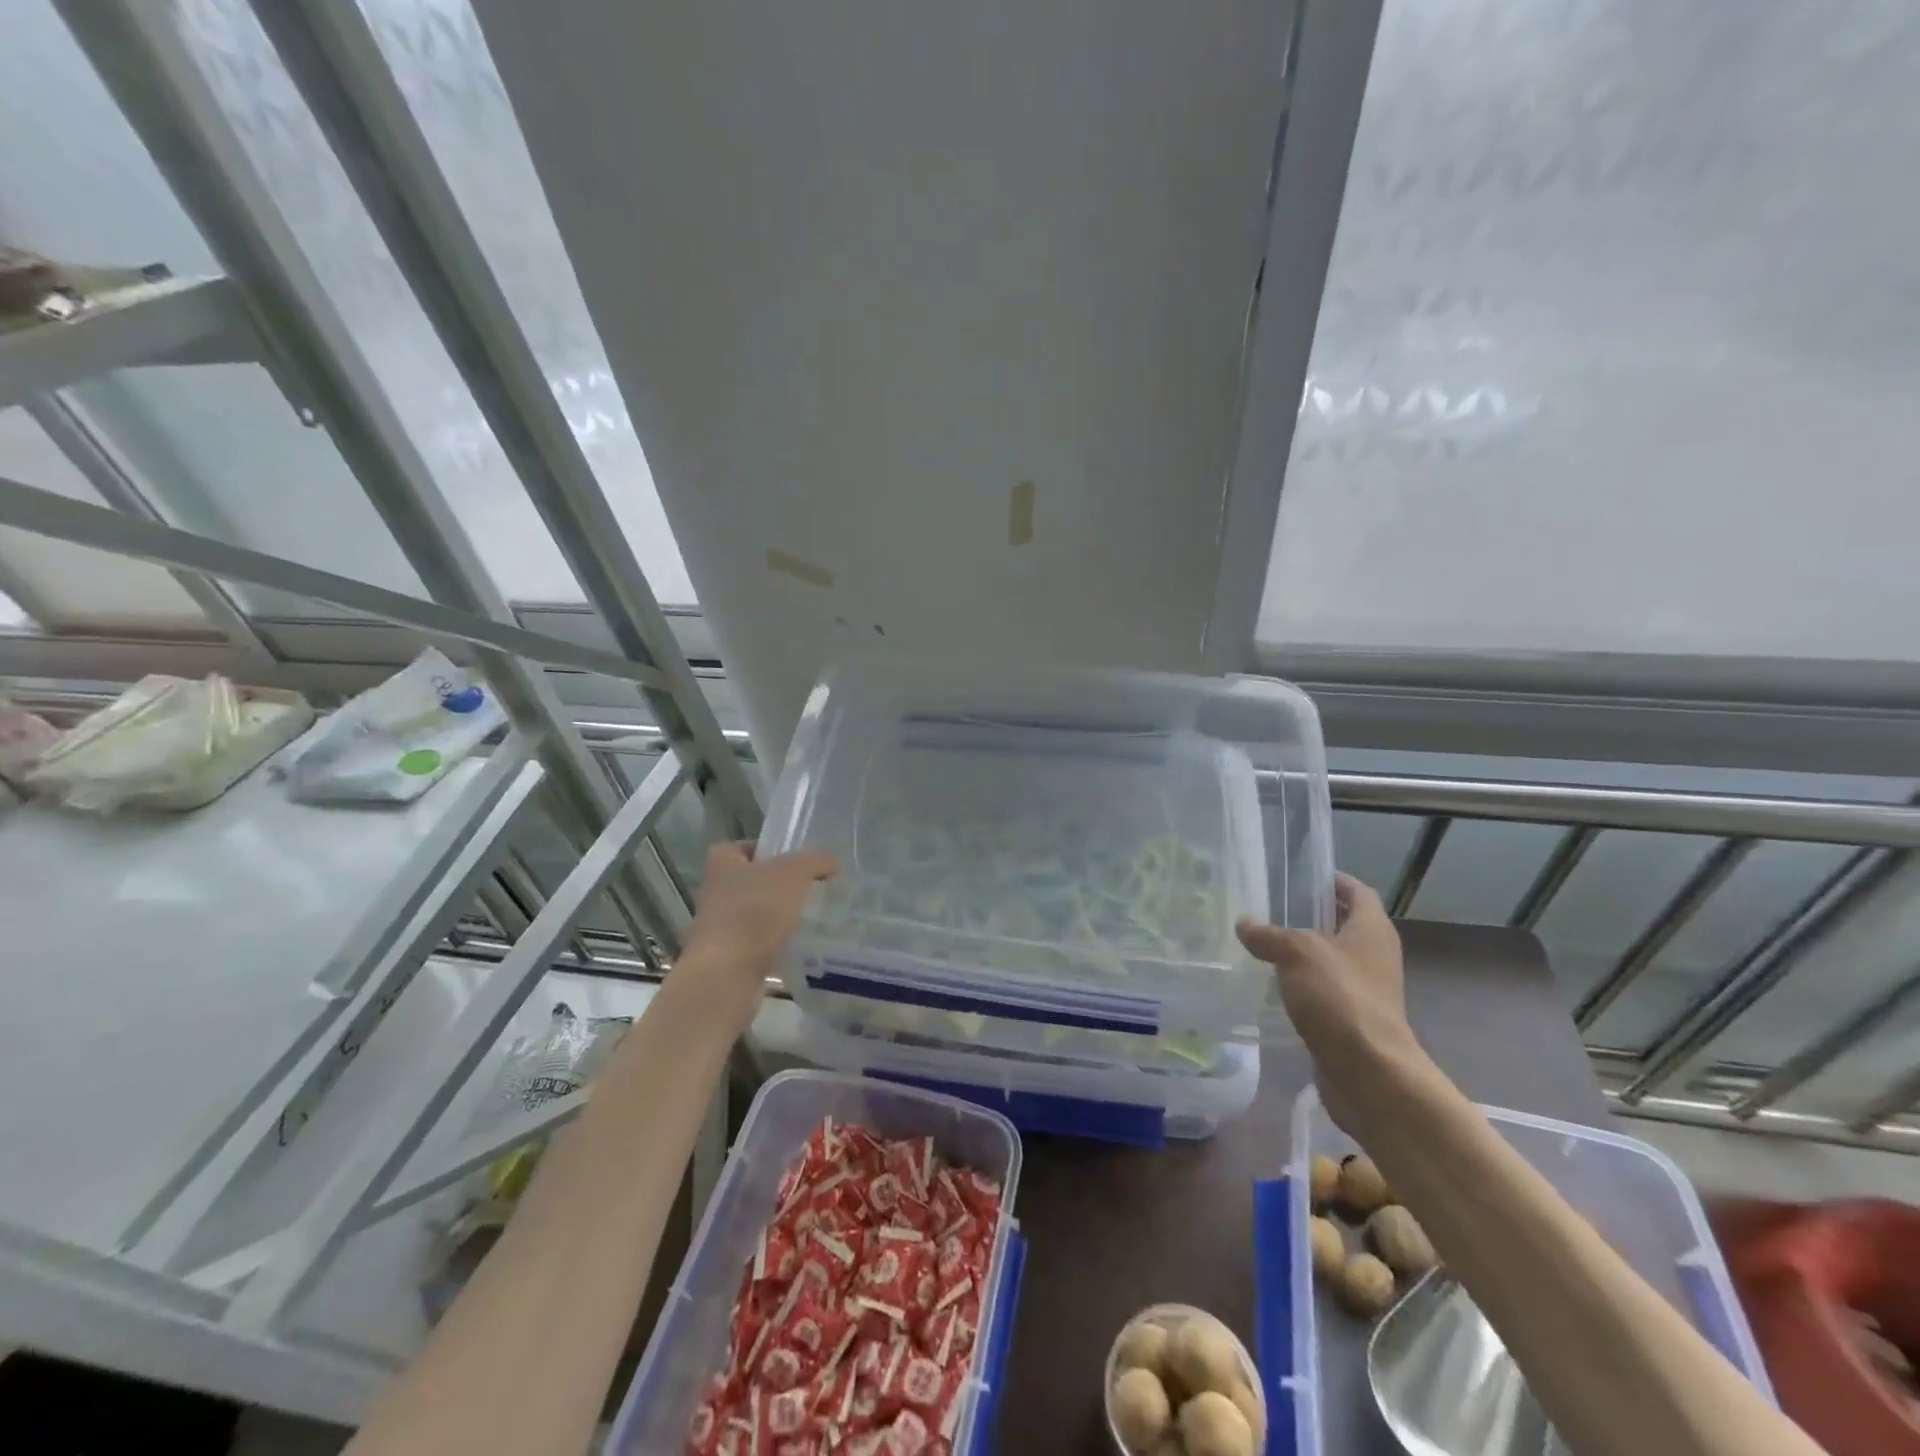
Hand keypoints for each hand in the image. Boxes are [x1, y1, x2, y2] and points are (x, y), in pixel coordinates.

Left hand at [674, 841, 837, 1032]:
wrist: (727, 974)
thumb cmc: (755, 911)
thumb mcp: (794, 873)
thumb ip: (815, 861)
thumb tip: (830, 863)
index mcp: (722, 862)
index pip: (746, 846)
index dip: (771, 850)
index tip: (797, 861)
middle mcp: (716, 891)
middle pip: (754, 880)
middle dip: (780, 884)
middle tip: (811, 887)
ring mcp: (720, 926)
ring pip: (756, 912)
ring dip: (779, 915)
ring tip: (810, 916)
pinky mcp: (729, 956)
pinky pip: (759, 941)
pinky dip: (776, 942)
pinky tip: (798, 944)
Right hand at [1236, 873, 1426, 1132]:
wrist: (1369, 1073)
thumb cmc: (1340, 998)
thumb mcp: (1297, 953)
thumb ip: (1268, 934)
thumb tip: (1245, 923)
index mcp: (1371, 929)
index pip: (1355, 890)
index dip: (1330, 879)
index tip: (1297, 874)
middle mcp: (1373, 954)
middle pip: (1341, 923)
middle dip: (1308, 914)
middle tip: (1267, 905)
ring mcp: (1363, 988)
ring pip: (1328, 958)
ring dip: (1300, 951)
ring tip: (1259, 941)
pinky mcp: (1349, 1017)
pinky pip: (1321, 988)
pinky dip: (1299, 982)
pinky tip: (1268, 981)